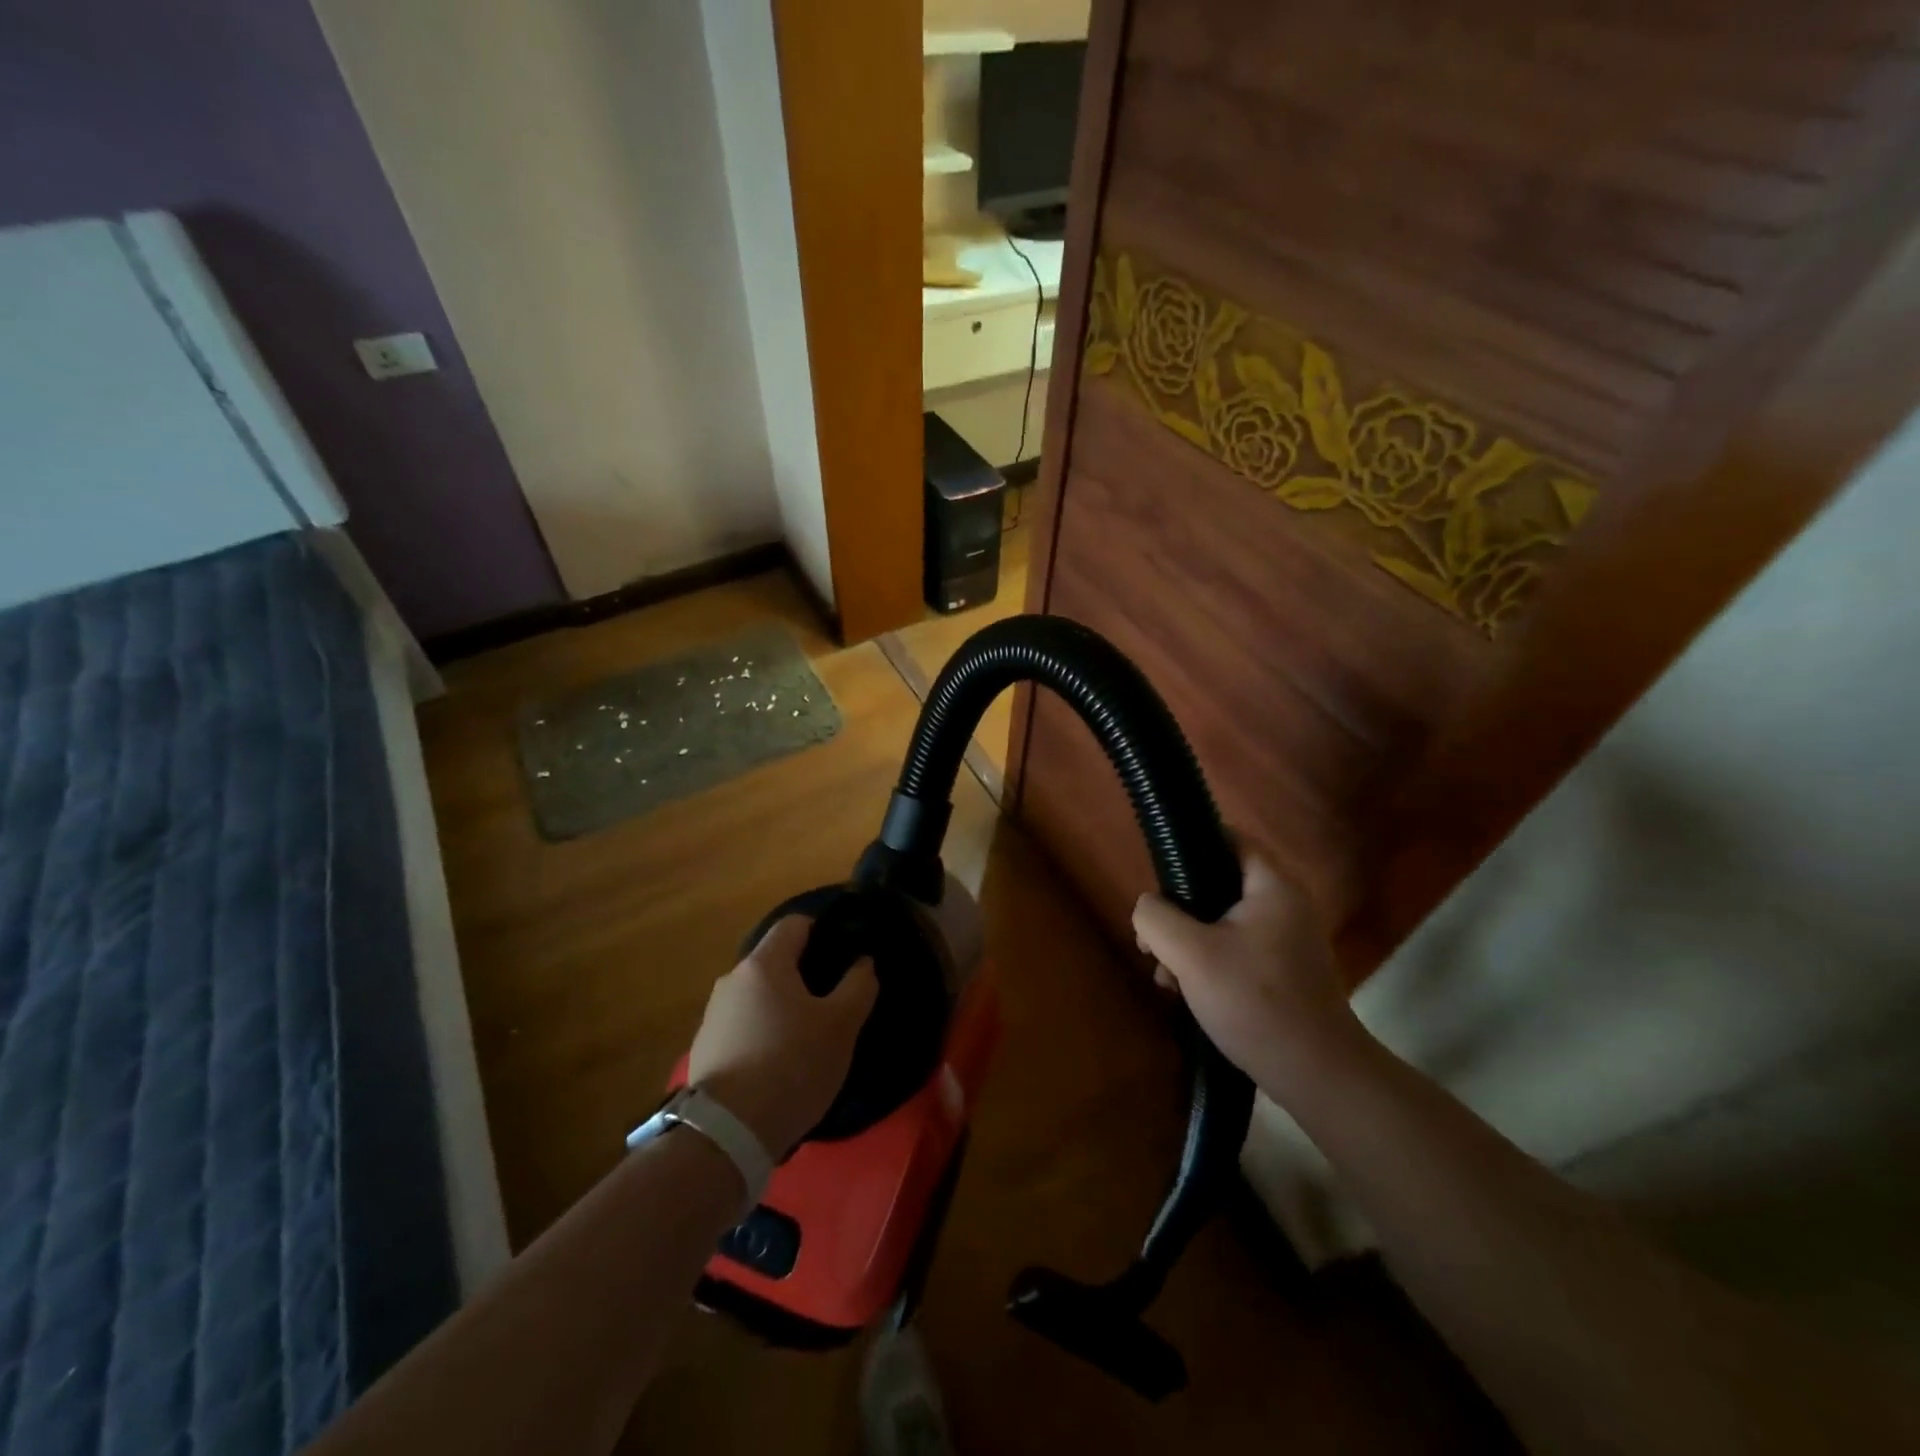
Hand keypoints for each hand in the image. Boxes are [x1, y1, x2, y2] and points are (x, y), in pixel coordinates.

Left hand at [688, 916, 878, 1156]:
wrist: (728, 1132)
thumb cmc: (792, 1064)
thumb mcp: (841, 1026)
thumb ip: (858, 985)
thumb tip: (863, 962)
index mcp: (764, 963)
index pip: (794, 924)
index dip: (822, 931)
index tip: (843, 955)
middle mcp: (732, 979)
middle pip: (775, 961)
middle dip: (803, 975)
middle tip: (832, 1002)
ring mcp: (713, 1015)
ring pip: (758, 996)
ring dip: (781, 1007)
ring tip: (806, 1038)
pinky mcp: (704, 1049)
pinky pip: (742, 1026)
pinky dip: (762, 1033)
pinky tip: (778, 1064)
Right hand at [1132, 853, 1363, 1095]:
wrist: (1317, 1075)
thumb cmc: (1254, 1002)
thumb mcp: (1190, 954)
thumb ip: (1156, 917)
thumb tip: (1147, 907)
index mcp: (1272, 886)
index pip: (1229, 838)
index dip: (1191, 845)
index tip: (1158, 872)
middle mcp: (1285, 904)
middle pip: (1219, 883)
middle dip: (1179, 909)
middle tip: (1153, 937)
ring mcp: (1288, 940)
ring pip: (1223, 921)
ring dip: (1188, 941)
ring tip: (1164, 975)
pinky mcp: (1284, 971)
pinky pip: (1236, 949)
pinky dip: (1208, 961)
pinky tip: (1186, 992)